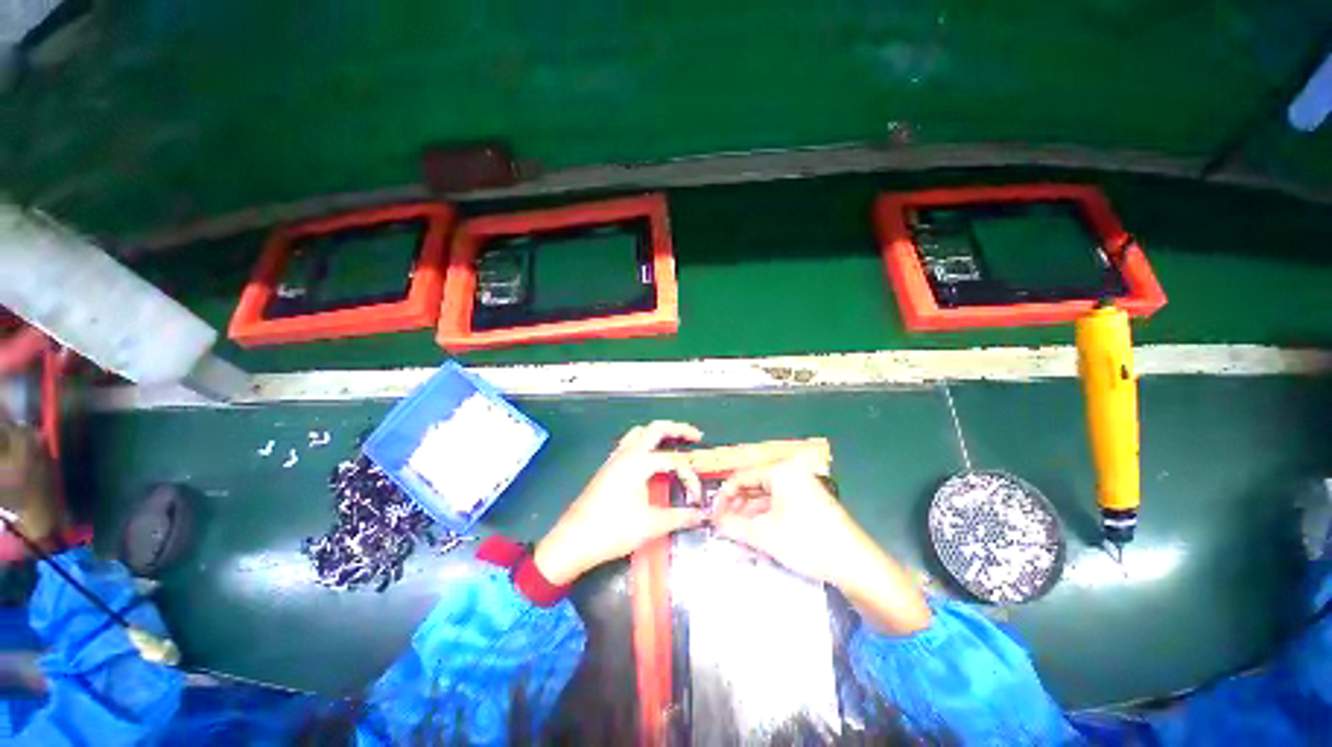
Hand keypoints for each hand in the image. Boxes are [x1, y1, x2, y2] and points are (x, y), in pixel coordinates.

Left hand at [534, 421, 705, 584]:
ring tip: (674, 443)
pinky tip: (649, 459)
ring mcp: (615, 459)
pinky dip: (644, 442)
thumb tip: (701, 515)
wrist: (573, 541)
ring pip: (639, 433)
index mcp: (639, 462)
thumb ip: (680, 517)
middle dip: (678, 429)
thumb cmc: (612, 530)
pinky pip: (629, 444)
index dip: (689, 477)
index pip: (674, 461)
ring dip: (658, 433)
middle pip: (656, 428)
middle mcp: (627, 453)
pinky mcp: (608, 468)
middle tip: (695, 437)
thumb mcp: (651, 525)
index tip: (695, 498)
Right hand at [713, 459, 931, 634]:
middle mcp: (790, 472)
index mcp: (780, 471)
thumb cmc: (806, 542)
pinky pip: (778, 502)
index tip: (712, 513)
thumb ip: (733, 526)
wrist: (854, 564)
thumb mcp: (764, 535)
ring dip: (748, 510)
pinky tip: (754, 530)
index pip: (741, 476)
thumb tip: (713, 522)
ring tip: (734, 529)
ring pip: (765, 494)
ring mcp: (801, 485)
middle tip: (721, 523)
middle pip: (753, 483)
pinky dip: (764, 514)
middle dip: (736, 504)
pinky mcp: (808, 500)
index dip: (724, 495)